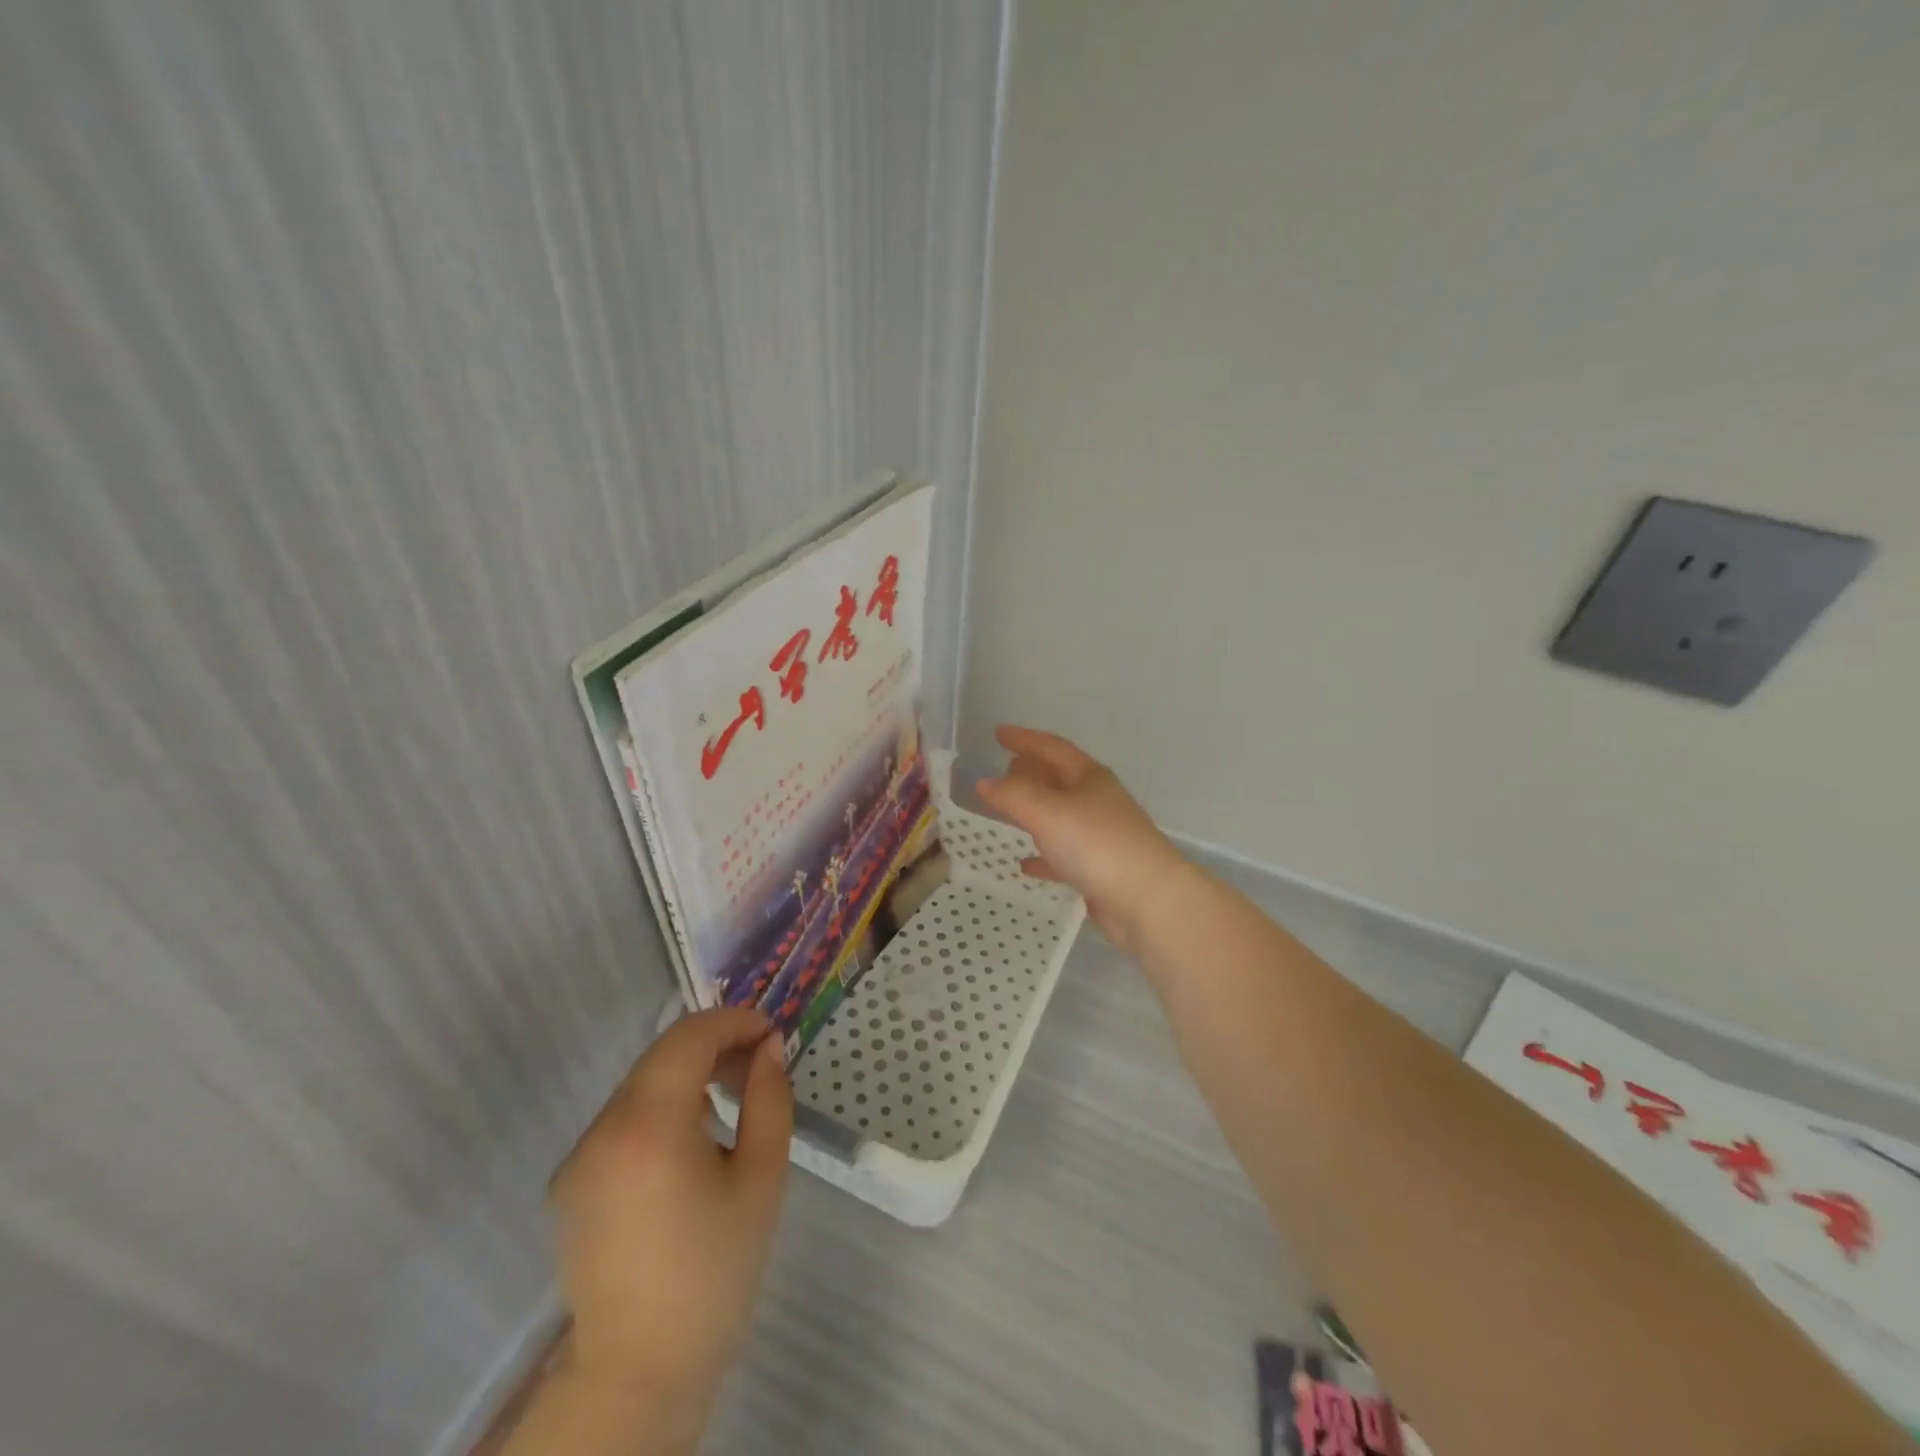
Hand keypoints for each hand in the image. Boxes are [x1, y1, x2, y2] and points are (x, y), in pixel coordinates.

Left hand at [546, 1007, 792, 1427]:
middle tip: (757, 1064)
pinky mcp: (570, 1182)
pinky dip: (661, 1108)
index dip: (733, 1021)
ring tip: (729, 1101)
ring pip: (641, 1084)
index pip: (689, 1037)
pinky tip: (690, 1143)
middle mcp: (602, 1129)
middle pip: (662, 1055)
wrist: (640, 1371)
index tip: (770, 1033)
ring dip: (688, 1075)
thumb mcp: (762, 1177)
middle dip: (714, 1045)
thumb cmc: (715, 1272)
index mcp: (649, 1125)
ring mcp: (579, 1156)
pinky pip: (623, 1120)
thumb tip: (768, 1047)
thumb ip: (769, 1098)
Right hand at [975, 725, 1189, 953]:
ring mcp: (1101, 836)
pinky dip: (1043, 855)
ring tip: (1008, 809)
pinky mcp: (1100, 869)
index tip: (998, 733)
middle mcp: (1098, 801)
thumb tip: (984, 782)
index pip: (1052, 748)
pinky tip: (1025, 864)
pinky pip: (1064, 855)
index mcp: (1089, 778)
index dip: (1024, 738)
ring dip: (1035, 810)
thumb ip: (1013, 795)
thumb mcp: (1047, 812)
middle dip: (1031, 771)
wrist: (1147, 900)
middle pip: (1059, 779)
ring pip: (1061, 816)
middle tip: (1004, 768)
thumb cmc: (1096, 844)